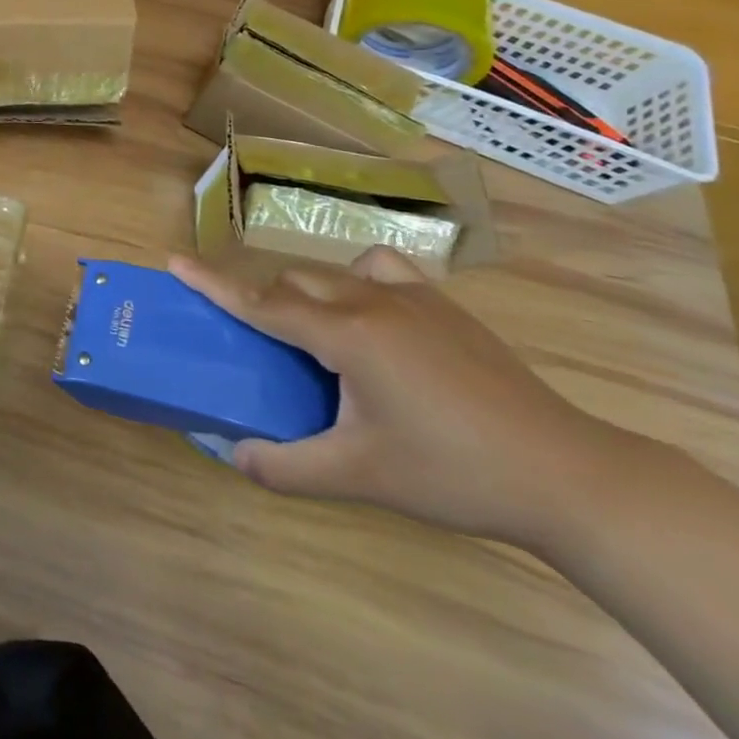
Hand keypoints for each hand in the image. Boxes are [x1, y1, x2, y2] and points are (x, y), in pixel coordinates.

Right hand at [172, 247, 639, 551]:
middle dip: (265, 304)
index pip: (262, 303)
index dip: (213, 284)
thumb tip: (232, 456)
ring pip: (333, 273)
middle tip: (258, 344)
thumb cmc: (453, 472)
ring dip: (308, 294)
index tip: (174, 261)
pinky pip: (382, 270)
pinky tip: (373, 318)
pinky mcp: (444, 305)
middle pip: (294, 284)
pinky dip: (358, 282)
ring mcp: (413, 296)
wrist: (565, 473)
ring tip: (316, 337)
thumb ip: (287, 466)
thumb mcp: (361, 477)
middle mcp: (371, 299)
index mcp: (346, 334)